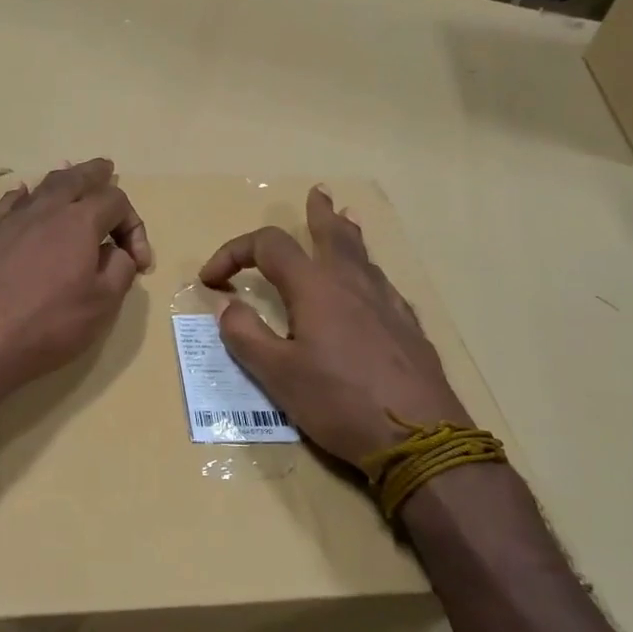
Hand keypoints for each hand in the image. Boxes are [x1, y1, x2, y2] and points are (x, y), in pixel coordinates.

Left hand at [0, 159, 152, 403]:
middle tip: (106, 168)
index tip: (138, 261)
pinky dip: (24, 197)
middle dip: (95, 174)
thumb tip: (117, 252)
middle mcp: (44, 211)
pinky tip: (23, 199)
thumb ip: (119, 271)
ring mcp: (9, 220)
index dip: (134, 225)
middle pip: (75, 178)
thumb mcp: (102, 306)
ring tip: (70, 177)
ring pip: (41, 187)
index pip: (115, 201)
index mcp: (79, 223)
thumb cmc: (46, 327)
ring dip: (62, 180)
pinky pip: (9, 204)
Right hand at [198, 186, 470, 463]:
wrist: (421, 438)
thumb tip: (226, 305)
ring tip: (346, 219)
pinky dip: (368, 270)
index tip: (211, 280)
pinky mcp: (408, 327)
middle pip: (333, 234)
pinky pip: (383, 283)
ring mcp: (387, 303)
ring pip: (363, 255)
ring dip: (347, 234)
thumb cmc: (340, 402)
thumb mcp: (277, 375)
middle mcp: (353, 284)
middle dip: (317, 213)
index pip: (268, 246)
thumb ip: (246, 335)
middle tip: (316, 194)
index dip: (233, 253)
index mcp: (316, 288)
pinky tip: (370, 286)